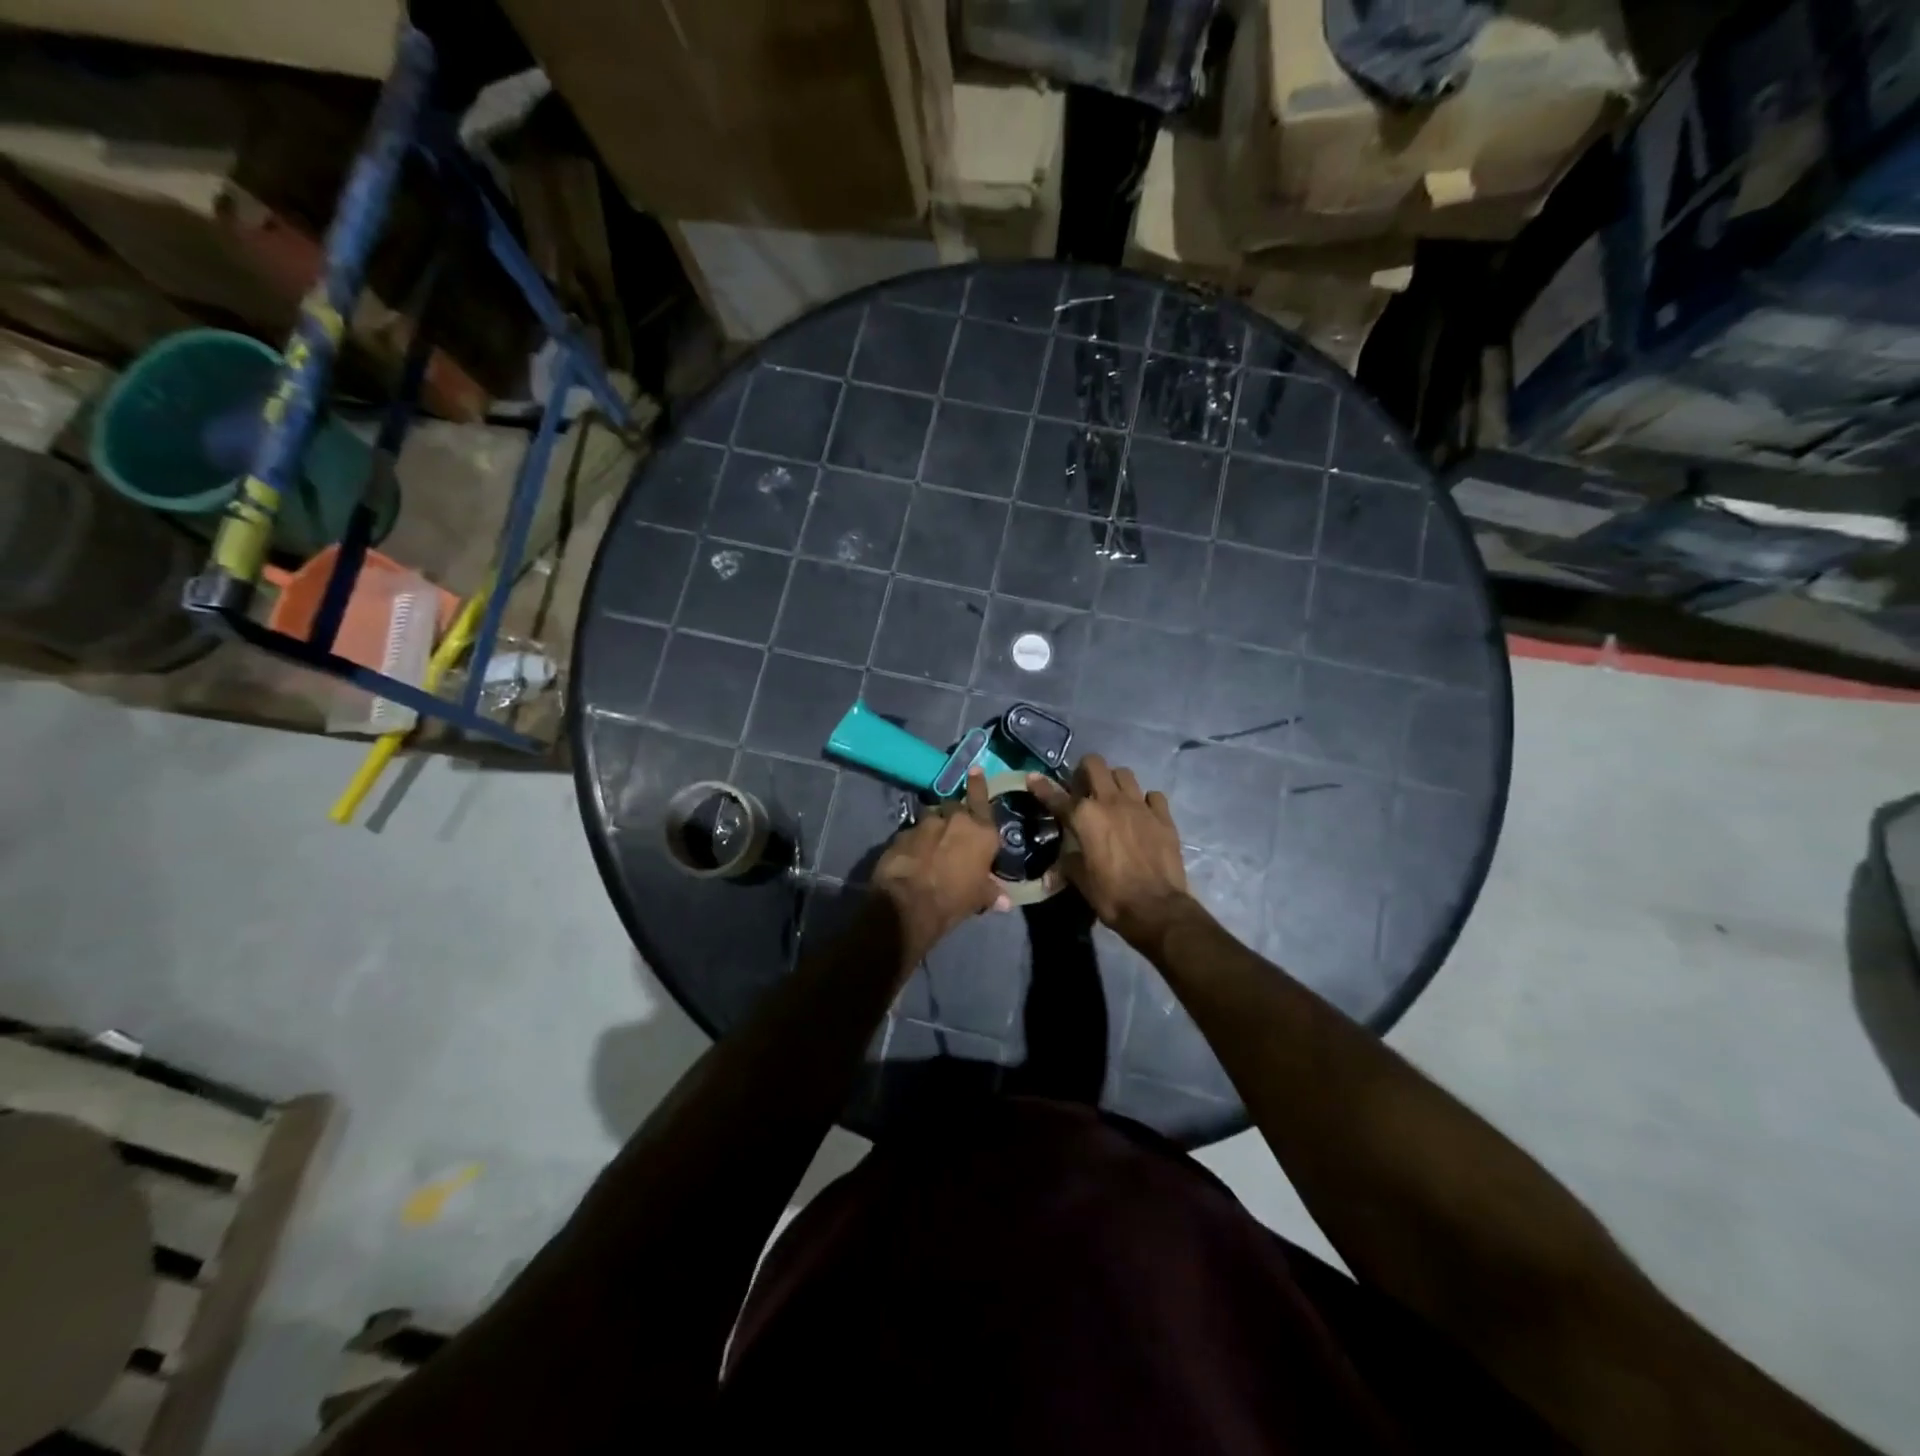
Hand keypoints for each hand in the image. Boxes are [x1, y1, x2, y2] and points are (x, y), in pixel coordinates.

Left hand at [870, 766, 1010, 961]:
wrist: (909, 903)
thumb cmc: (954, 899)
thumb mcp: (979, 899)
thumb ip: (991, 892)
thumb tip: (1005, 901)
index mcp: (980, 831)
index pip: (981, 798)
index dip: (978, 784)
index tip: (975, 770)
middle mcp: (954, 820)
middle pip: (954, 806)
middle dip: (953, 813)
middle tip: (953, 827)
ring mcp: (924, 824)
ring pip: (930, 817)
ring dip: (932, 826)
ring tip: (930, 842)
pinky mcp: (900, 834)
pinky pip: (910, 833)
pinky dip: (913, 841)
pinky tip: (911, 855)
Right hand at [1028, 755, 1194, 951]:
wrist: (1156, 908)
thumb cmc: (1111, 895)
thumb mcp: (1080, 880)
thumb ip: (1067, 864)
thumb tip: (1050, 873)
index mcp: (1084, 816)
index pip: (1056, 795)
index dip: (1041, 786)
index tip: (1033, 778)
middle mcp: (1110, 802)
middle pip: (1095, 764)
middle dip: (1085, 770)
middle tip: (1083, 788)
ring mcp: (1140, 806)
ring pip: (1124, 774)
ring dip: (1114, 781)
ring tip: (1113, 798)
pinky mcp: (1163, 816)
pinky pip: (1153, 796)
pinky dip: (1145, 801)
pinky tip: (1142, 814)